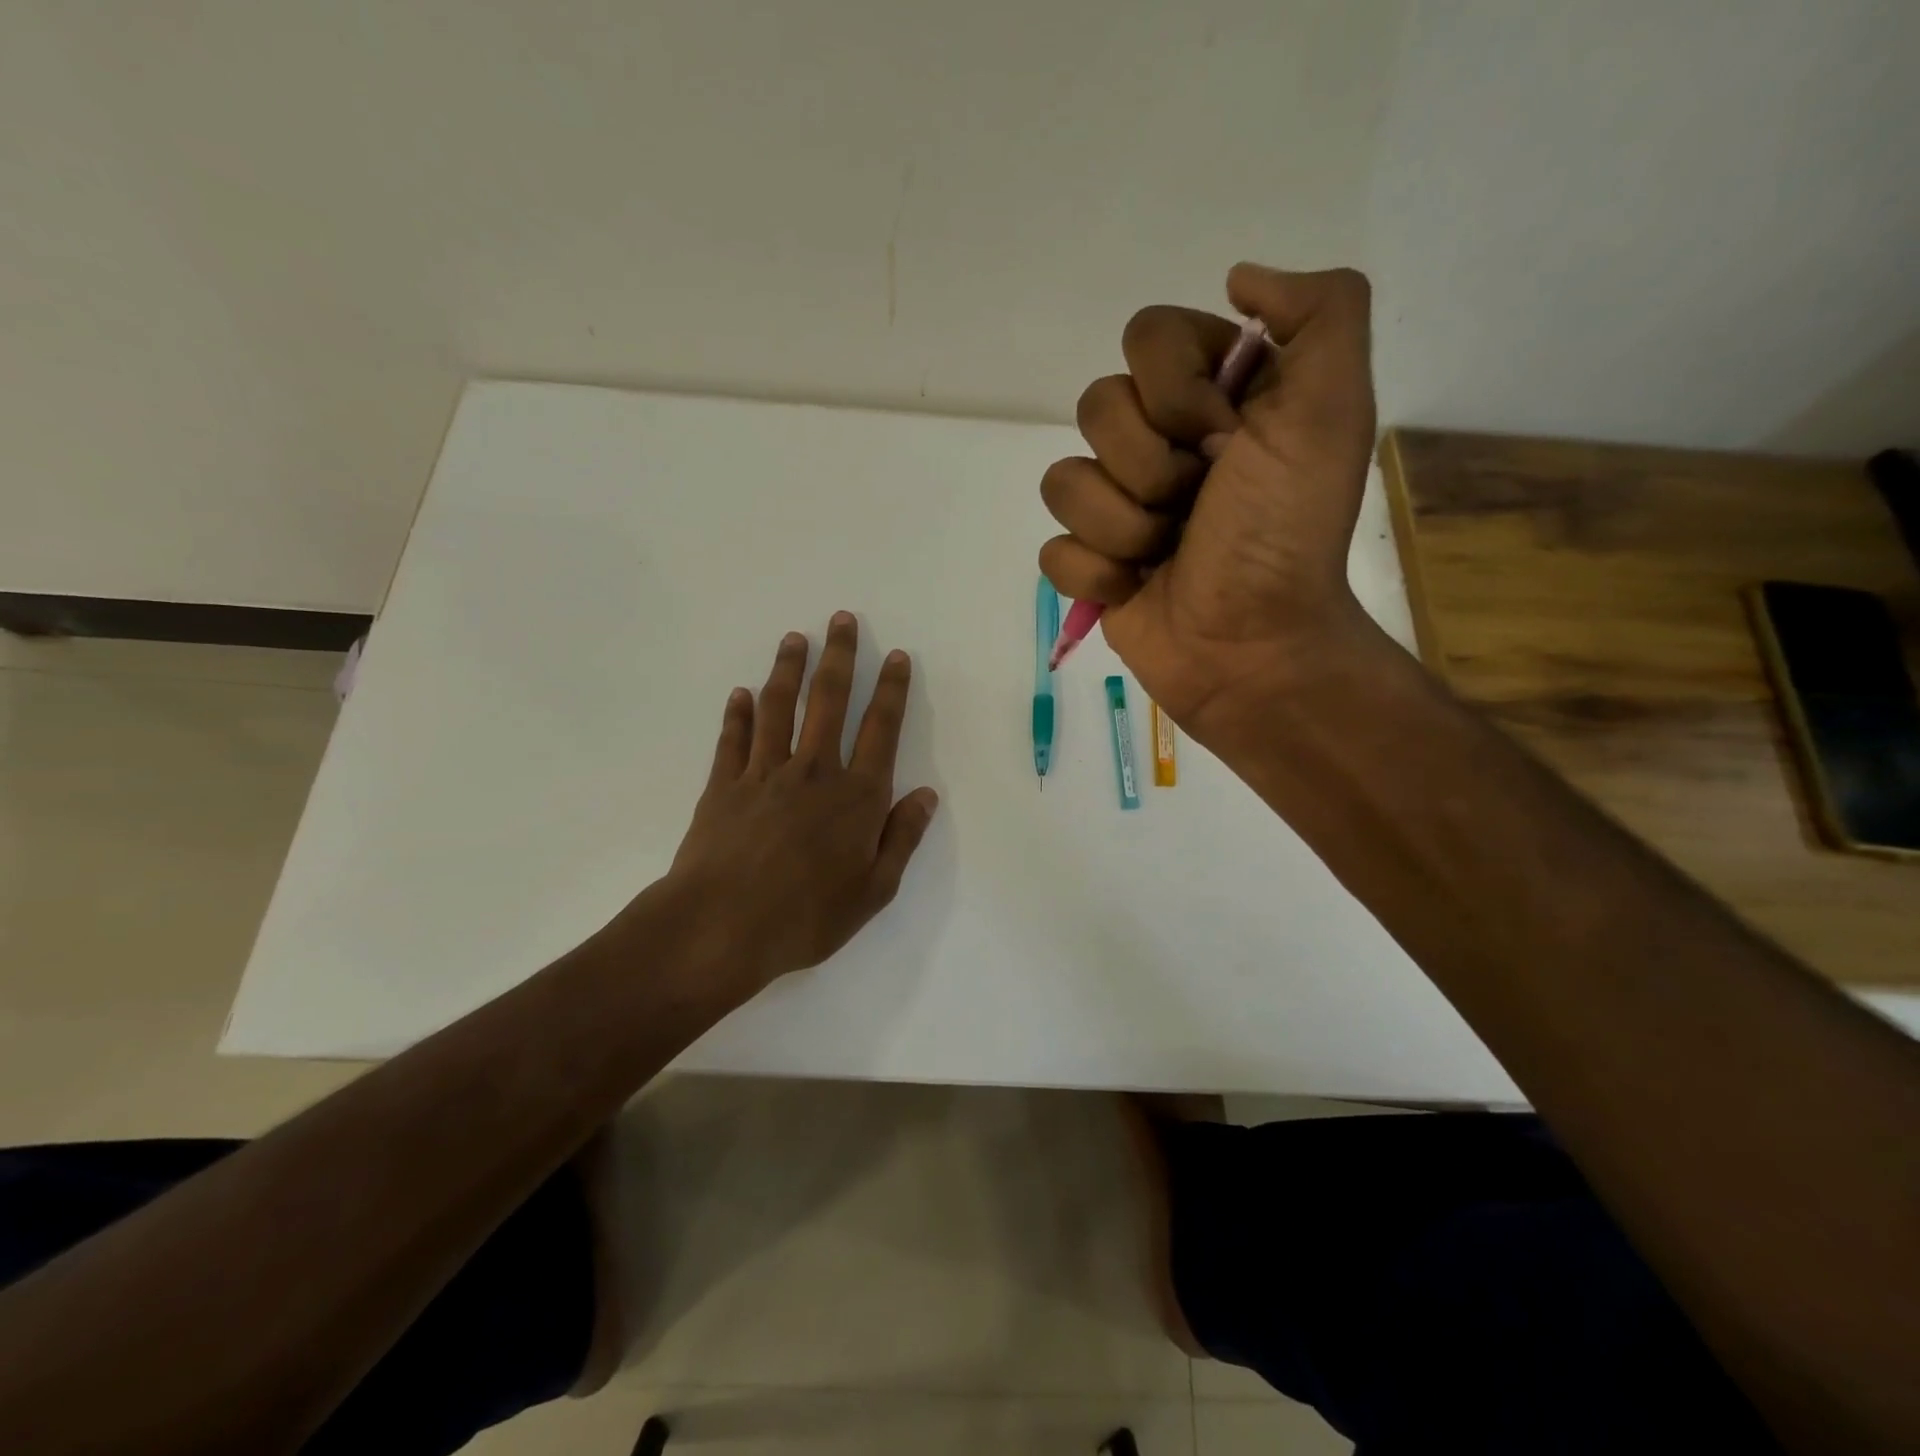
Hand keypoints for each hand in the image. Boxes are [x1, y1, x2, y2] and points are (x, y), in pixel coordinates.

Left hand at [659, 612, 939, 992]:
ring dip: (788, 670)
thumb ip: (901, 837)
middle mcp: (813, 771)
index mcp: (856, 796)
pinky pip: (734, 739)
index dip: (892, 690)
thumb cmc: (806, 916)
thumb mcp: (874, 890)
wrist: (721, 928)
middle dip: (840, 657)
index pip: (881, 729)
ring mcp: (764, 774)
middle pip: (829, 701)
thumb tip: (926, 795)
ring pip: (779, 708)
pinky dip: (738, 714)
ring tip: (795, 639)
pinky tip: (741, 694)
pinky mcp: (724, 786)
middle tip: (842, 619)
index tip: (897, 657)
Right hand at [1038, 264, 1380, 742]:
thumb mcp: (1331, 412)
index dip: (1175, 389)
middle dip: (1149, 467)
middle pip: (1094, 408)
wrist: (1254, 646)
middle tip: (1196, 505)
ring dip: (1124, 527)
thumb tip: (1238, 279)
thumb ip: (1321, 314)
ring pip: (1063, 483)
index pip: (1146, 338)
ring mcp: (1118, 506)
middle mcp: (1158, 442)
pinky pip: (1054, 551)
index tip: (1223, 438)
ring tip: (1167, 554)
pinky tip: (1135, 588)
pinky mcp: (1090, 564)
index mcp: (1211, 396)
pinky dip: (1098, 575)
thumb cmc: (1286, 534)